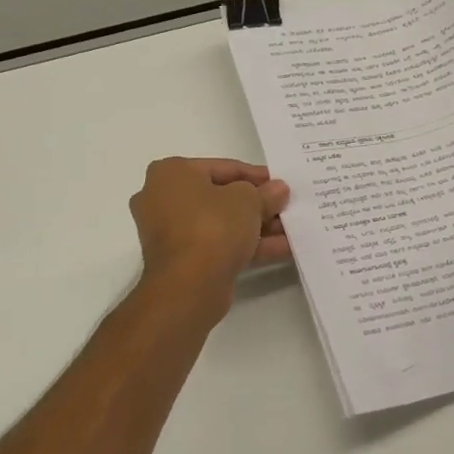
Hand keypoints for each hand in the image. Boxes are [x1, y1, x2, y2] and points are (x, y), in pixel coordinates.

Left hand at [129, 158, 290, 317]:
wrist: (188, 286)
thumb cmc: (212, 226)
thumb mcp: (248, 201)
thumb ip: (265, 193)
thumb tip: (278, 190)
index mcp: (171, 173)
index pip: (222, 167)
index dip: (256, 175)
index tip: (280, 183)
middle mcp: (163, 199)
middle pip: (220, 197)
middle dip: (256, 204)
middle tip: (285, 207)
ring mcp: (170, 233)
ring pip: (221, 224)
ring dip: (256, 226)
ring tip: (290, 229)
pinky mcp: (181, 260)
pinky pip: (218, 245)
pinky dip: (246, 245)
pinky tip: (282, 249)